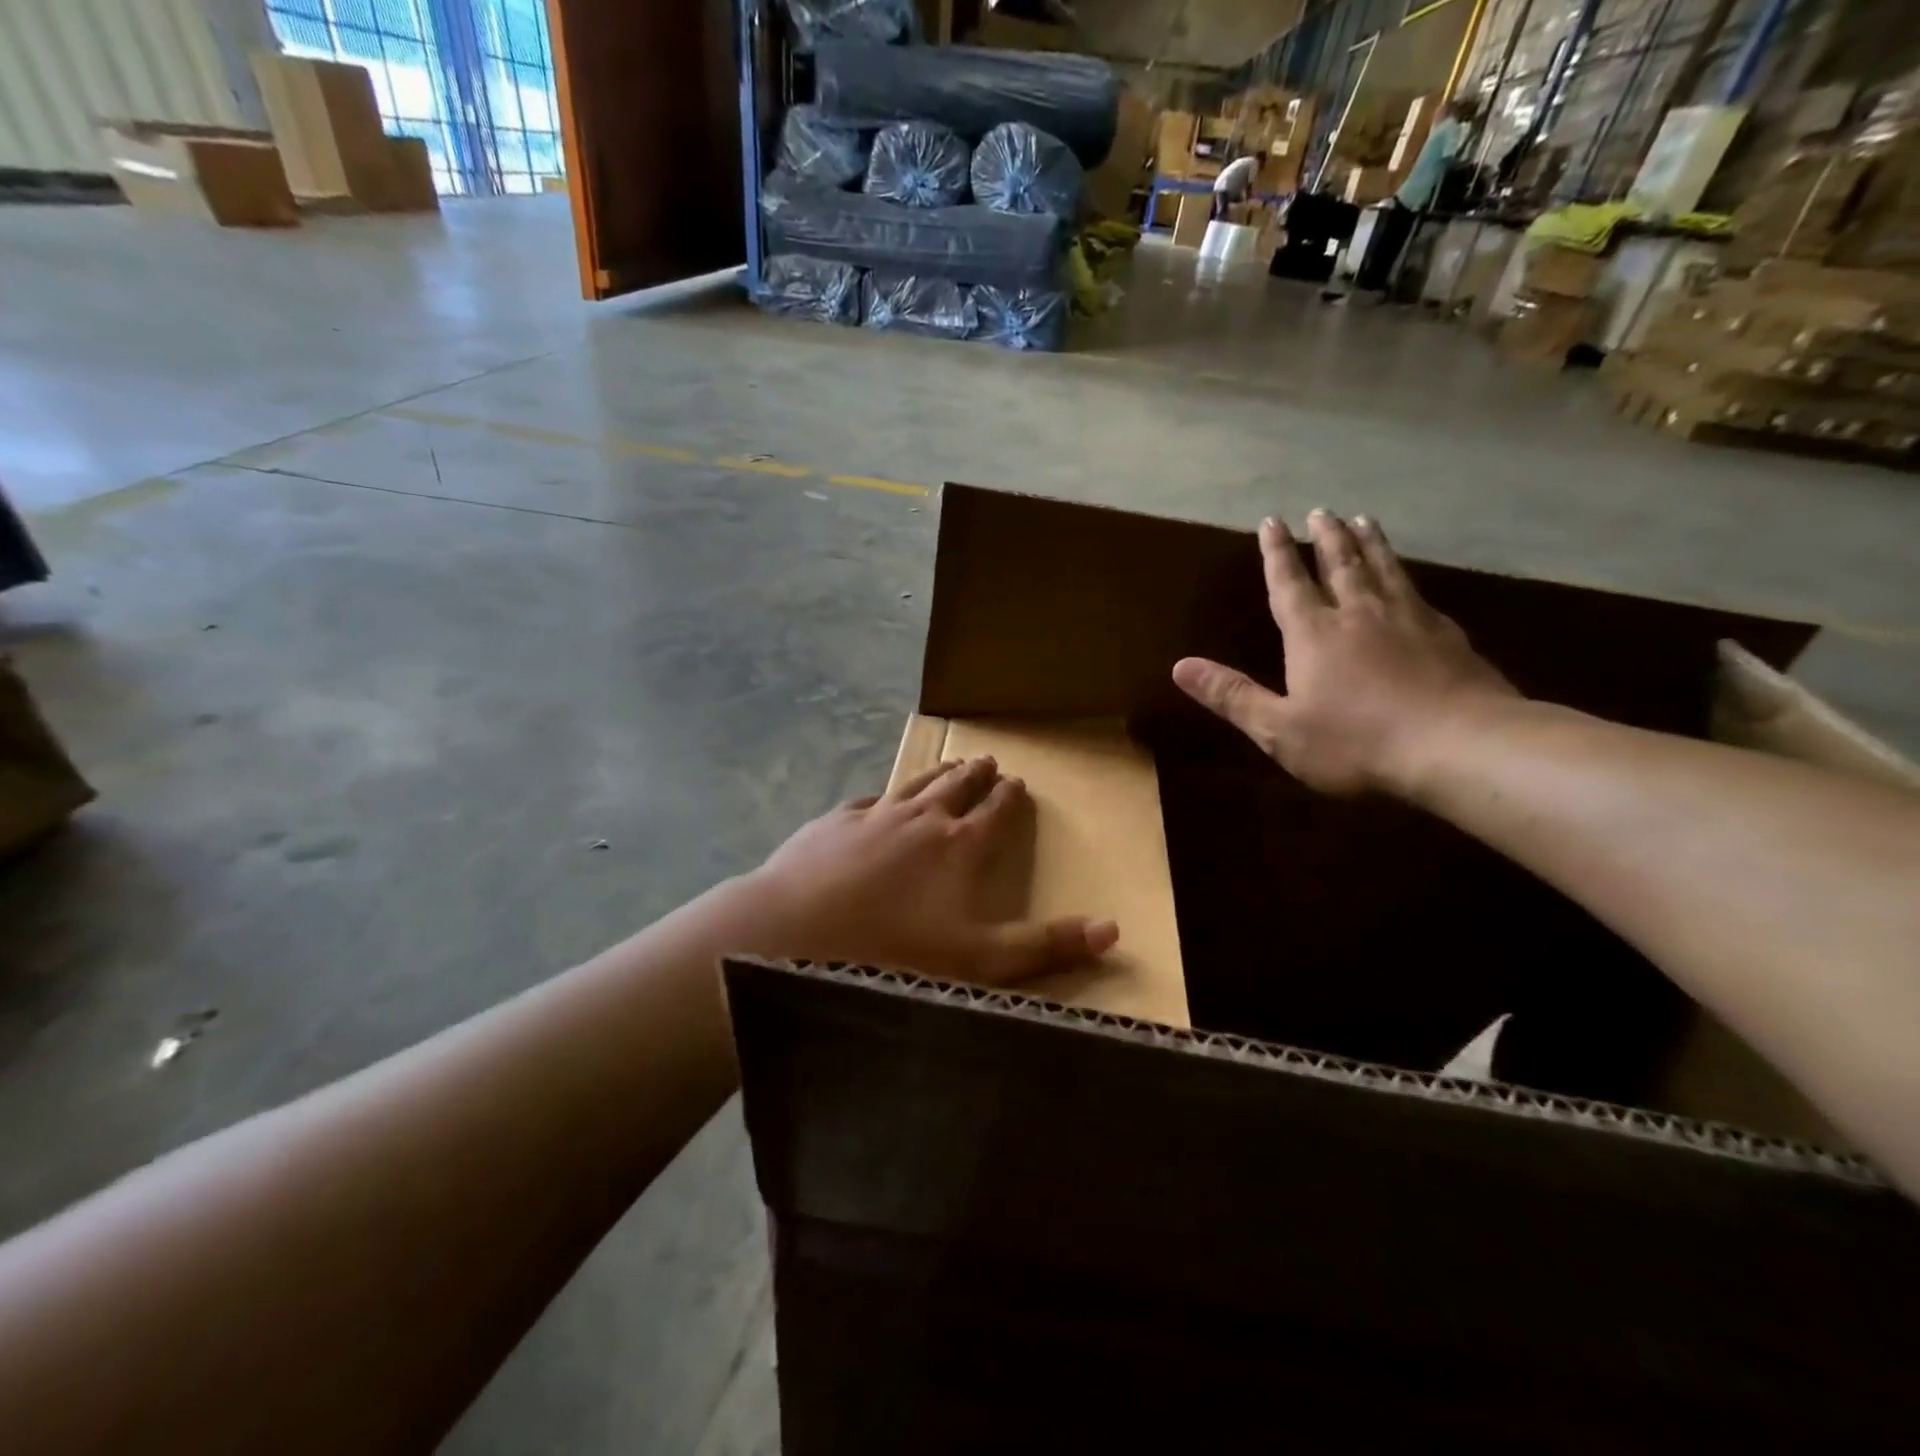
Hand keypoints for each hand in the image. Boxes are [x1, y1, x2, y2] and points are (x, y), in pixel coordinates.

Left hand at [743, 757, 1118, 985]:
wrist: (794, 933)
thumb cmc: (893, 952)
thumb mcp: (979, 961)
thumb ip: (1046, 946)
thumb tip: (1113, 929)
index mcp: (959, 846)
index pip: (994, 812)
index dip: (1009, 797)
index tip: (1018, 783)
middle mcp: (921, 819)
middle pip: (956, 787)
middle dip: (976, 775)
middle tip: (989, 761)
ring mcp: (873, 816)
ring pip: (915, 785)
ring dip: (937, 774)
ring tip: (950, 763)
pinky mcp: (833, 824)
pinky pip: (867, 802)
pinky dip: (882, 798)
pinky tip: (878, 799)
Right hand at [1173, 510, 1517, 796]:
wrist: (1459, 746)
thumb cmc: (1356, 742)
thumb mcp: (1279, 729)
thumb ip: (1232, 696)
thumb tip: (1179, 666)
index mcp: (1314, 634)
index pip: (1289, 584)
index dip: (1277, 553)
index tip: (1272, 521)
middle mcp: (1360, 615)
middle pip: (1341, 565)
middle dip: (1327, 537)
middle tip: (1322, 511)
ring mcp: (1409, 620)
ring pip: (1384, 569)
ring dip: (1370, 544)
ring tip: (1364, 519)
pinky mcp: (1448, 636)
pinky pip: (1419, 593)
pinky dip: (1406, 576)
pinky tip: (1410, 579)